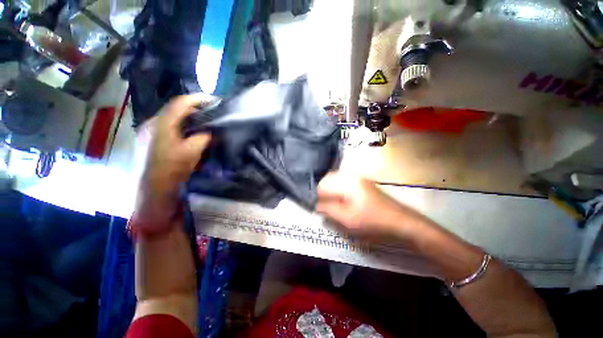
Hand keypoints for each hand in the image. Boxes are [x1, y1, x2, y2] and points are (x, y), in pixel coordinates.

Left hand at [134, 94, 212, 233]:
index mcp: (161, 124)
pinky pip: (173, 128)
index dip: (197, 99)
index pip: (180, 103)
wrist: (154, 192)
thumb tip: (212, 132)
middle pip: (177, 109)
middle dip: (196, 108)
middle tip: (213, 111)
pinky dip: (186, 127)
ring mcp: (153, 133)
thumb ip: (203, 138)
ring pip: (175, 119)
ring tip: (207, 120)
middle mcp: (154, 124)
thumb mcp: (190, 153)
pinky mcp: (156, 142)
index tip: (214, 100)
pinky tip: (195, 133)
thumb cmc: (171, 171)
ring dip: (191, 118)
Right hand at [316, 172, 432, 239]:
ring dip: (330, 191)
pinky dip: (338, 191)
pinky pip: (344, 183)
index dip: (317, 196)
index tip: (315, 206)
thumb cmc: (373, 221)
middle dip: (323, 192)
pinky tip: (340, 201)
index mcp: (347, 182)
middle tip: (321, 205)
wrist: (401, 221)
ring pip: (336, 180)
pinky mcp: (362, 183)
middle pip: (328, 179)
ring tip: (329, 204)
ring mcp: (358, 178)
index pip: (323, 184)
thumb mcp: (348, 219)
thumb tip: (316, 205)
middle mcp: (352, 176)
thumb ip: (329, 210)